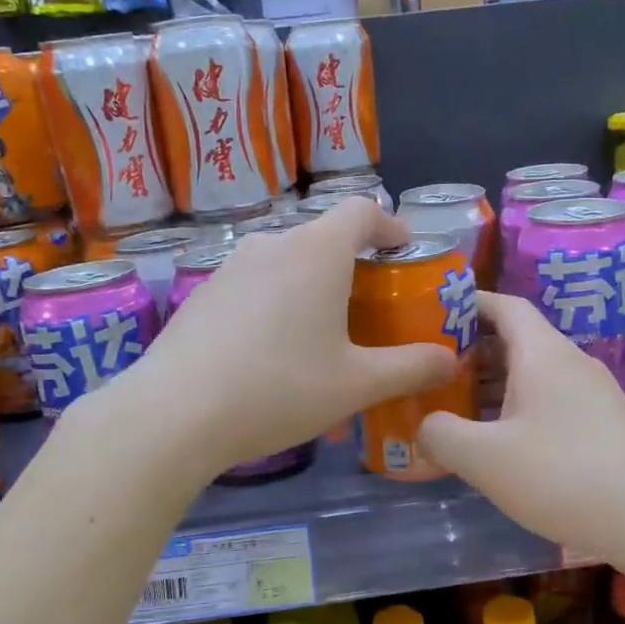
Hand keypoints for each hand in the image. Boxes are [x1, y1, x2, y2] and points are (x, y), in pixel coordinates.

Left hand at [129, 198, 458, 471]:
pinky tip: (271, 352)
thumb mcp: (356, 383)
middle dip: (354, 263)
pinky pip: (254, 286)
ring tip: (322, 333)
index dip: (391, 224)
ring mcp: (230, 267)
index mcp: (317, 252)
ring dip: (312, 285)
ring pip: (285, 262)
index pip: (363, 210)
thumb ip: (410, 367)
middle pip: (323, 237)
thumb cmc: (278, 388)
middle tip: (371, 306)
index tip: (406, 251)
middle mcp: (272, 244)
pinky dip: (276, 303)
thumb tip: (450, 360)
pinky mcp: (201, 294)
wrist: (174, 413)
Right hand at [418, 293, 624, 561]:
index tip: (433, 313)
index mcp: (543, 353)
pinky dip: (520, 405)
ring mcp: (594, 393)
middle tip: (433, 369)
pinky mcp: (606, 424)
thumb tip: (426, 424)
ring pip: (535, 372)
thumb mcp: (484, 459)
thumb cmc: (563, 476)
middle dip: (473, 349)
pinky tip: (503, 440)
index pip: (505, 306)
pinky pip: (552, 398)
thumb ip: (441, 434)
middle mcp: (571, 362)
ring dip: (495, 381)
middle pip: (517, 339)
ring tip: (459, 405)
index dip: (469, 303)